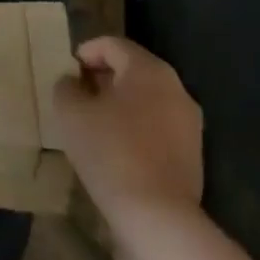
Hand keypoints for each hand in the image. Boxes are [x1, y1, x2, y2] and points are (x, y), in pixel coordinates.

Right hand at [53, 36, 203, 219]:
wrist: (157, 215)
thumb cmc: (110, 151)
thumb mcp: (71, 113)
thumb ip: (66, 87)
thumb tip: (72, 82)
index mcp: (149, 70)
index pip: (113, 45)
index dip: (86, 51)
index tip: (67, 70)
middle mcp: (176, 88)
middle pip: (134, 69)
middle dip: (104, 76)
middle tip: (77, 93)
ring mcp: (189, 122)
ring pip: (147, 99)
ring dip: (120, 103)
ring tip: (94, 121)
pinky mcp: (192, 153)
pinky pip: (158, 125)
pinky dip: (136, 126)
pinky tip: (116, 147)